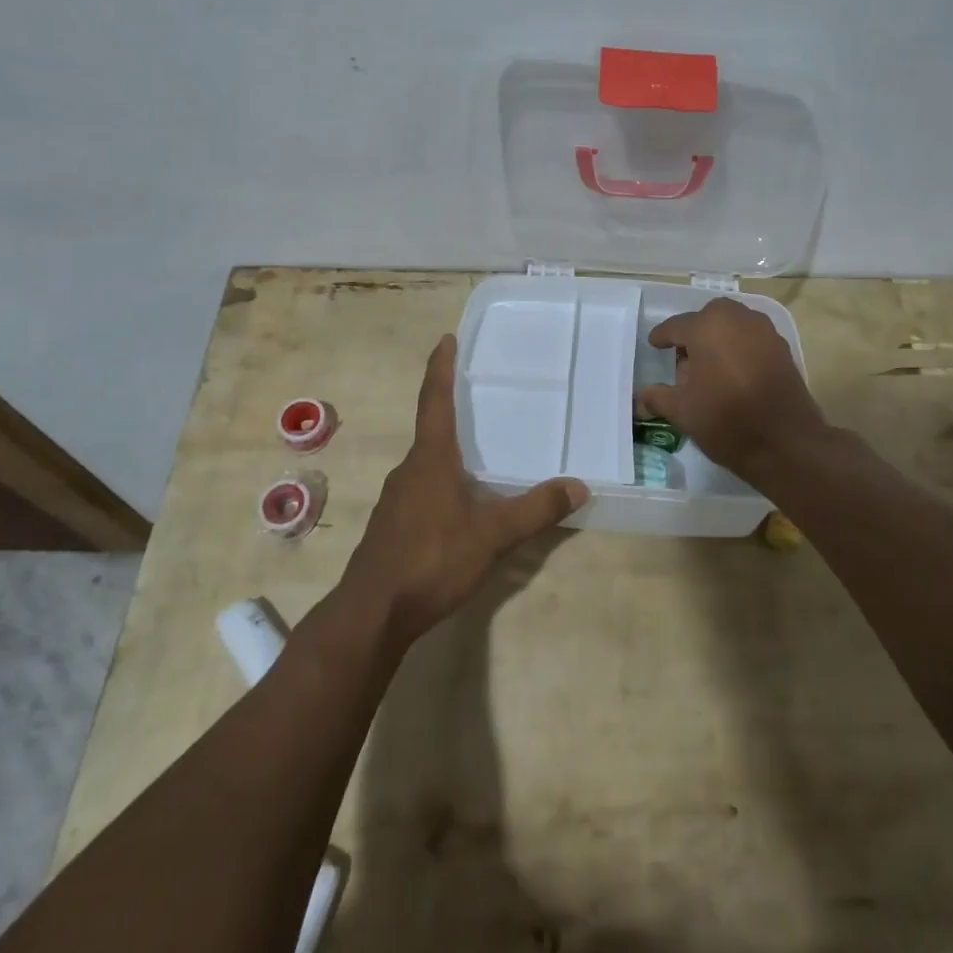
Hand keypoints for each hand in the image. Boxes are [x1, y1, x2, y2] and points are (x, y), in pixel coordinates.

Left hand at [339, 335, 587, 652]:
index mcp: (430, 459)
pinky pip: (421, 490)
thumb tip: (579, 486)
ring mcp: (396, 499)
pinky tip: (459, 506)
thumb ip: (536, 510)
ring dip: (448, 452)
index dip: (440, 367)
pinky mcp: (392, 526)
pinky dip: (441, 483)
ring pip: (426, 464)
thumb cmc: (432, 559)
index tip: (445, 339)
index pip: (434, 400)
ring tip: (477, 455)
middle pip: (431, 430)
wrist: (372, 613)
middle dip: (451, 411)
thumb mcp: (493, 535)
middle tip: (478, 398)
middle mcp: (409, 470)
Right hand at [636, 298, 826, 481]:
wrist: (786, 443)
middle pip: (708, 317)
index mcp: (707, 327)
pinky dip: (739, 346)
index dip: (662, 336)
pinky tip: (733, 371)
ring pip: (733, 323)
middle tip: (684, 355)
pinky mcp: (782, 348)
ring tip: (709, 364)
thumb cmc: (725, 420)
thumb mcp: (682, 411)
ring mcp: (764, 332)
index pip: (676, 326)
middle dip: (694, 331)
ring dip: (719, 336)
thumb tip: (640, 395)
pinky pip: (753, 338)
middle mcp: (737, 319)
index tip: (654, 344)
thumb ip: (658, 397)